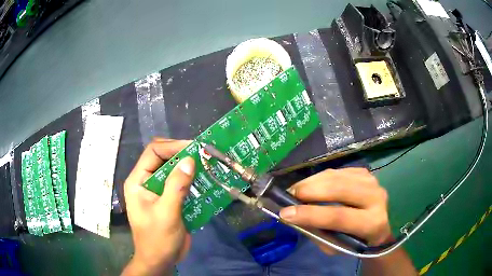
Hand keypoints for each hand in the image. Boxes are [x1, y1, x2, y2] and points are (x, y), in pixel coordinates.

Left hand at [122, 138, 193, 275]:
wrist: (160, 260)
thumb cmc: (157, 239)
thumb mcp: (166, 213)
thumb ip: (176, 187)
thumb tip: (190, 160)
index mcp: (138, 181)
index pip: (153, 152)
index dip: (173, 146)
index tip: (194, 147)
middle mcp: (147, 181)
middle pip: (164, 158)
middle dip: (182, 155)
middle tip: (203, 154)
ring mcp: (158, 191)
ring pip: (174, 170)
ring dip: (189, 168)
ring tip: (207, 165)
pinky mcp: (169, 199)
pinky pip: (181, 184)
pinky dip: (192, 181)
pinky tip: (205, 181)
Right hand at [279, 168, 390, 253]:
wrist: (379, 226)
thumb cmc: (356, 241)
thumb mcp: (337, 247)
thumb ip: (318, 233)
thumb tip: (294, 217)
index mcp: (372, 223)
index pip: (339, 217)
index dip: (311, 214)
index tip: (285, 213)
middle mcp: (376, 198)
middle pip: (339, 190)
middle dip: (310, 191)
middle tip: (289, 196)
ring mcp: (372, 181)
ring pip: (337, 176)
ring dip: (312, 182)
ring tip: (296, 190)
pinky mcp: (365, 173)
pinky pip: (338, 171)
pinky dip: (321, 177)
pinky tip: (312, 185)